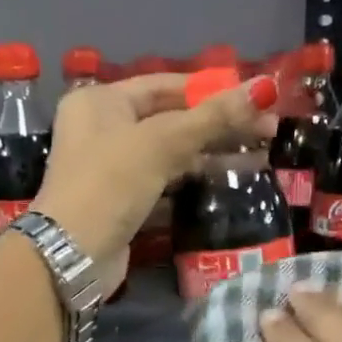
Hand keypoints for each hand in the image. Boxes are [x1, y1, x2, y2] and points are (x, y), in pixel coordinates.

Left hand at [33, 73, 277, 289]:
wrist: (72, 254)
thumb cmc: (110, 183)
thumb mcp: (161, 143)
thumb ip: (213, 117)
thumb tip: (266, 87)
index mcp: (101, 101)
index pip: (166, 86)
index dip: (212, 90)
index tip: (255, 99)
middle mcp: (103, 130)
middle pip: (172, 120)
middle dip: (220, 125)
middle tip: (270, 131)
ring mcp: (112, 170)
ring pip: (171, 154)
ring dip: (213, 155)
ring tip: (261, 157)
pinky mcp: (123, 204)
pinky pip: (165, 184)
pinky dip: (194, 181)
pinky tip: (229, 182)